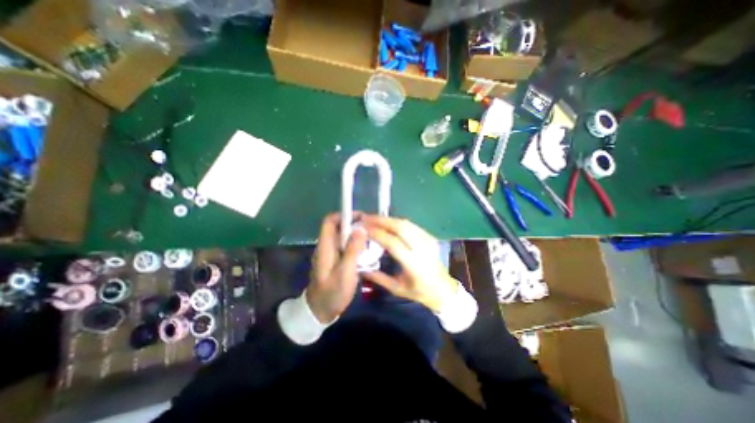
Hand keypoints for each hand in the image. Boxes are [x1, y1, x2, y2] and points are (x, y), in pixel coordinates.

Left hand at [305, 213, 367, 321]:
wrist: (321, 311)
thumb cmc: (332, 292)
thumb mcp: (345, 272)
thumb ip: (353, 250)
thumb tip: (361, 228)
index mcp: (325, 246)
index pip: (330, 221)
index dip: (344, 215)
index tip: (362, 218)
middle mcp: (327, 246)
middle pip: (339, 227)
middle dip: (355, 224)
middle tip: (372, 228)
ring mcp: (331, 253)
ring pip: (344, 237)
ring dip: (357, 235)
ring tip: (373, 238)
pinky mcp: (336, 260)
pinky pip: (346, 246)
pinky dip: (356, 244)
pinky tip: (367, 250)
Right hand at [358, 217, 452, 312]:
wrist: (444, 289)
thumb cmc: (419, 292)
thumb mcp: (397, 289)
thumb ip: (378, 277)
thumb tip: (359, 267)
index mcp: (414, 264)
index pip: (392, 242)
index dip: (377, 233)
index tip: (362, 228)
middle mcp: (422, 248)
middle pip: (400, 227)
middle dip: (381, 220)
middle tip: (366, 218)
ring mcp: (428, 240)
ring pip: (406, 223)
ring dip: (388, 219)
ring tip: (373, 218)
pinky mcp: (430, 236)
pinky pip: (411, 225)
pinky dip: (396, 222)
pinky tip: (387, 223)